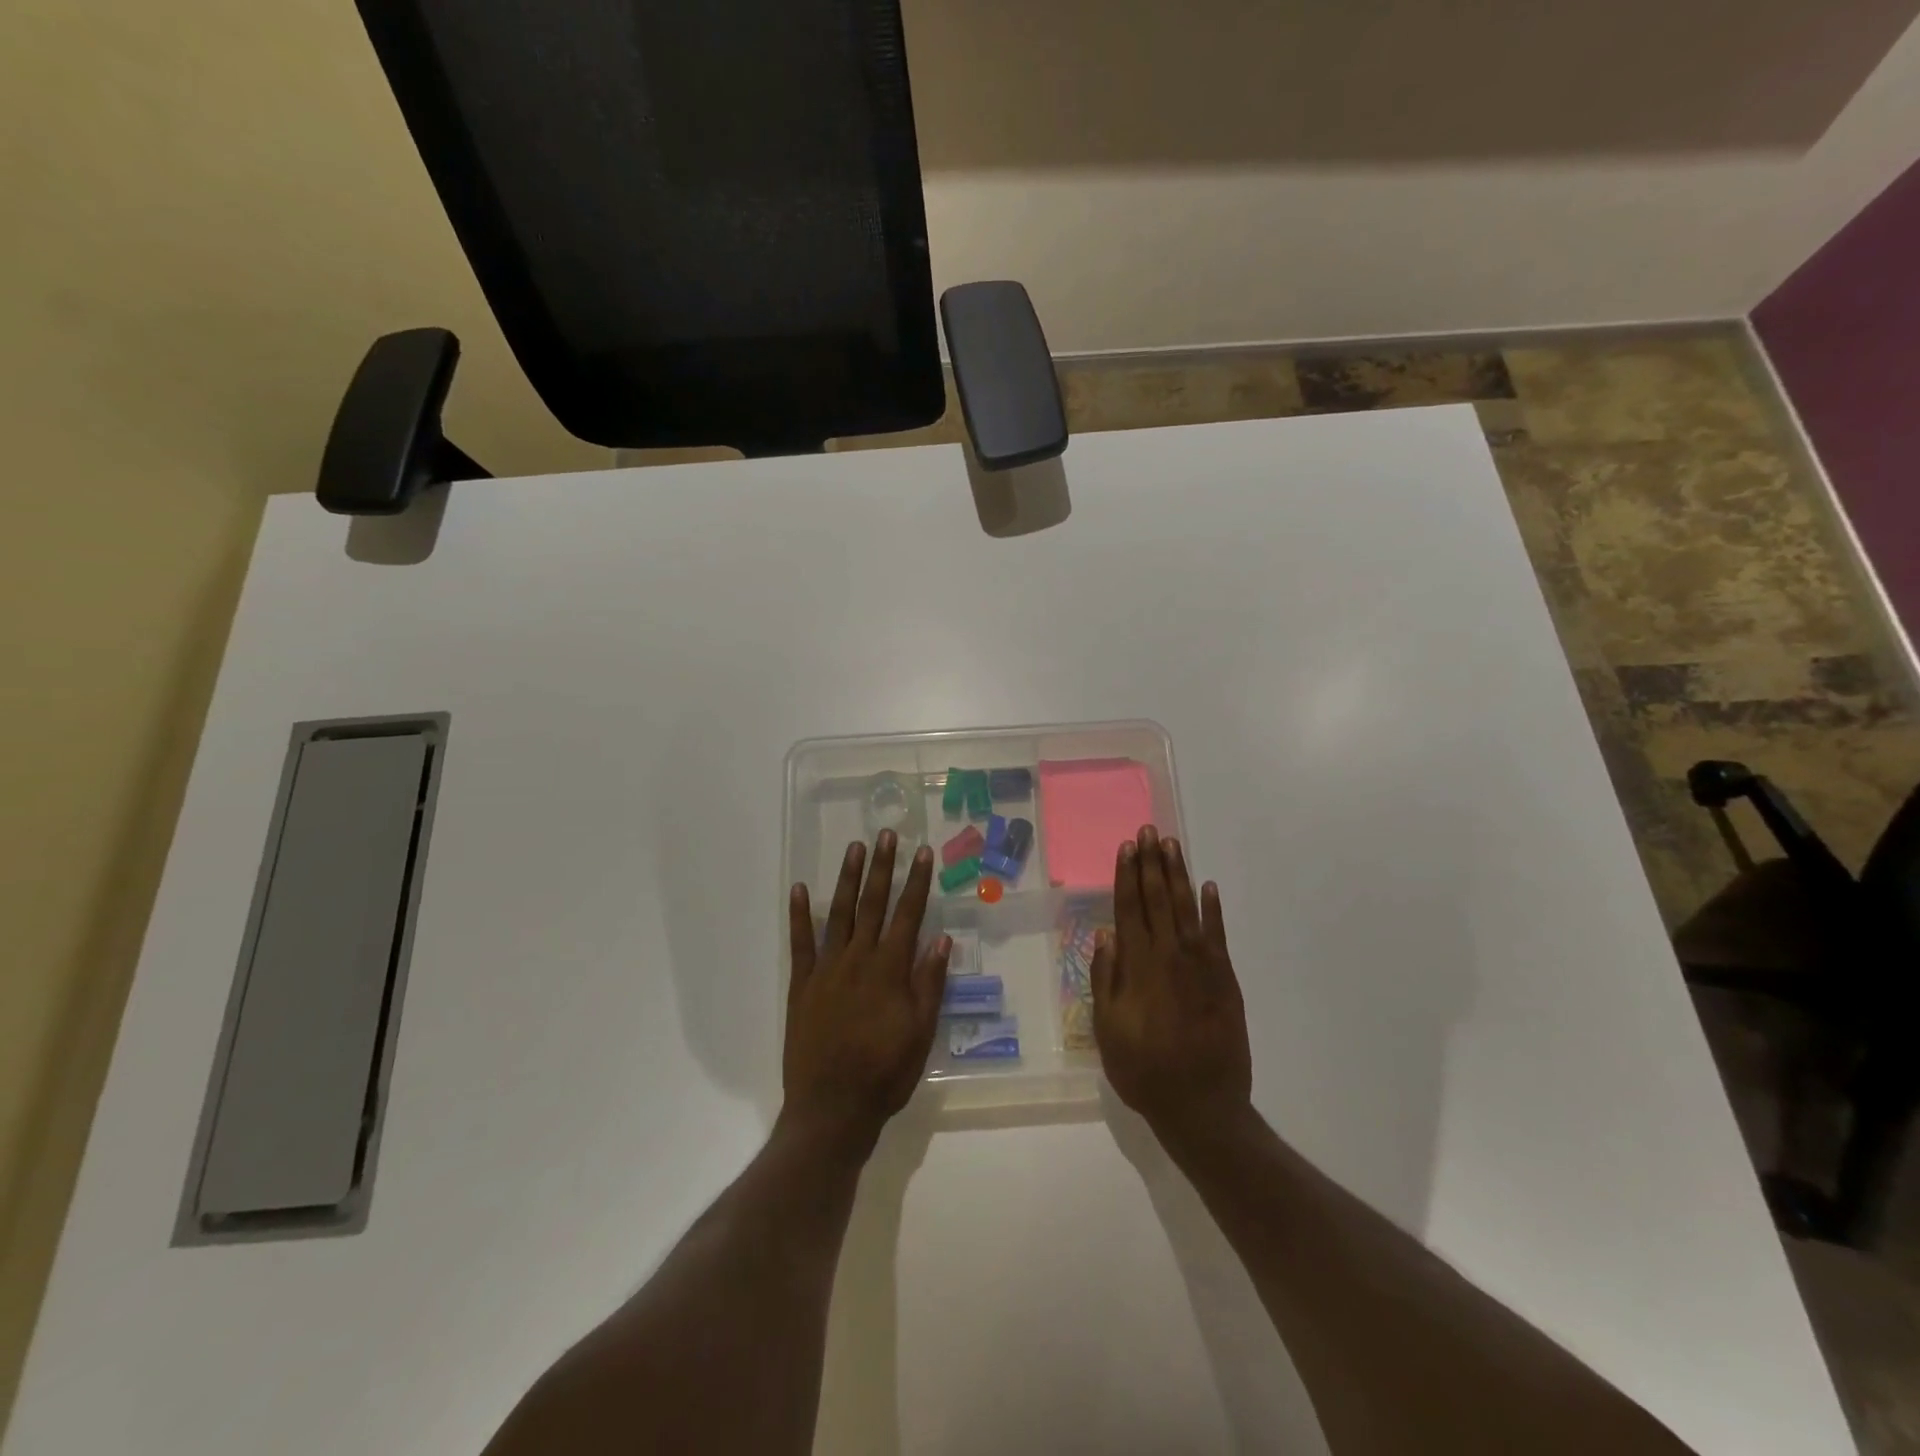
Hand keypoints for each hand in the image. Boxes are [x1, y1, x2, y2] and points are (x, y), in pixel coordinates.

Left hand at [783, 831, 949, 1157]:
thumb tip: (941, 940)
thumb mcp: (921, 1033)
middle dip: (881, 868)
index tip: (922, 852)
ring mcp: (826, 970)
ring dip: (847, 879)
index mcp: (890, 970)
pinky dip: (799, 915)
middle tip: (886, 834)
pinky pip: (800, 943)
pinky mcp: (801, 985)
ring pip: (839, 914)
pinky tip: (800, 889)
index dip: (916, 882)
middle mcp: (858, 960)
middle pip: (873, 905)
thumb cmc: (885, 1074)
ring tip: (854, 848)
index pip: (908, 915)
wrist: (832, 1109)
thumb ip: (929, 984)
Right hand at [1092, 827, 1252, 1146]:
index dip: (1126, 875)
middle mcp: (1169, 955)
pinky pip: (1218, 934)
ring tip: (1171, 845)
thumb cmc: (1144, 1070)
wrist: (1202, 1105)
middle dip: (1151, 863)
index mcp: (1137, 966)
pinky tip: (1207, 887)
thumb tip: (1105, 936)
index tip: (1126, 847)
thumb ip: (1106, 980)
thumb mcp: (1107, 1030)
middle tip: (1148, 831)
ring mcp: (1201, 964)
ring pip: (1186, 908)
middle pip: (1157, 898)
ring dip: (1177, 874)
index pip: (1129, 908)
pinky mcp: (1225, 978)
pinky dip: (1213, 909)